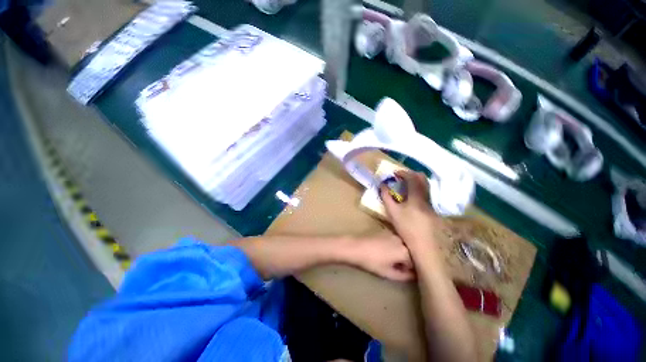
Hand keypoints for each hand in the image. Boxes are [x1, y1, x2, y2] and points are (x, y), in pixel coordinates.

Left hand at [349, 233, 414, 281]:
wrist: (356, 247)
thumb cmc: (372, 262)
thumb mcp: (388, 273)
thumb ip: (404, 276)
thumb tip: (413, 276)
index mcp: (405, 252)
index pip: (415, 262)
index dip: (411, 269)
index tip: (405, 273)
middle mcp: (402, 240)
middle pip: (410, 252)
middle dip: (407, 260)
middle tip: (398, 266)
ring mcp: (394, 233)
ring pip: (403, 245)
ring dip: (401, 252)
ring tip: (391, 258)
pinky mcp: (386, 230)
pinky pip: (396, 239)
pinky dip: (395, 245)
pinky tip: (385, 250)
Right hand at [380, 171, 439, 253]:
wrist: (424, 244)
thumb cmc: (406, 227)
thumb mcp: (392, 212)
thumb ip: (386, 197)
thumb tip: (382, 185)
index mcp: (416, 196)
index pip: (412, 178)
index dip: (403, 172)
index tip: (395, 173)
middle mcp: (426, 197)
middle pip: (423, 179)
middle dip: (412, 174)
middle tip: (401, 177)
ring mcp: (430, 203)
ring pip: (426, 186)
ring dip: (416, 182)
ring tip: (405, 186)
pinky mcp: (432, 209)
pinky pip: (425, 193)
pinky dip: (418, 190)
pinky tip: (411, 198)